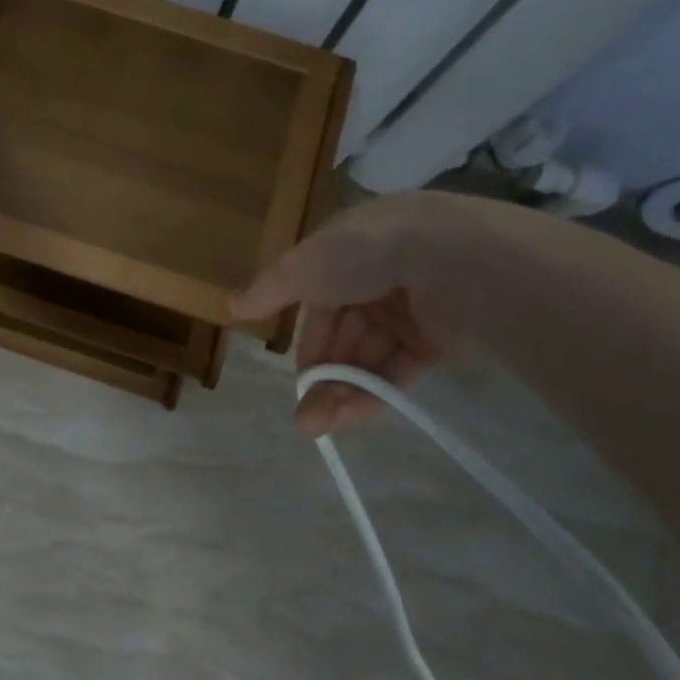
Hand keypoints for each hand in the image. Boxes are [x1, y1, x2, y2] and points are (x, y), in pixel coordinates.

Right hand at [232, 192, 466, 435]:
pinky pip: (397, 369)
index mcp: (346, 253)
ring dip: (341, 391)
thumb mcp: (302, 267)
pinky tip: (347, 417)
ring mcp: (409, 310)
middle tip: (304, 417)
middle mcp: (377, 278)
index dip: (304, 338)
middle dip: (321, 374)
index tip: (293, 374)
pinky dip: (372, 392)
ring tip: (318, 426)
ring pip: (367, 356)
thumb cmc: (364, 253)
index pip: (317, 300)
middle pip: (342, 334)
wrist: (450, 259)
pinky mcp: (438, 338)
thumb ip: (268, 290)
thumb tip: (229, 306)